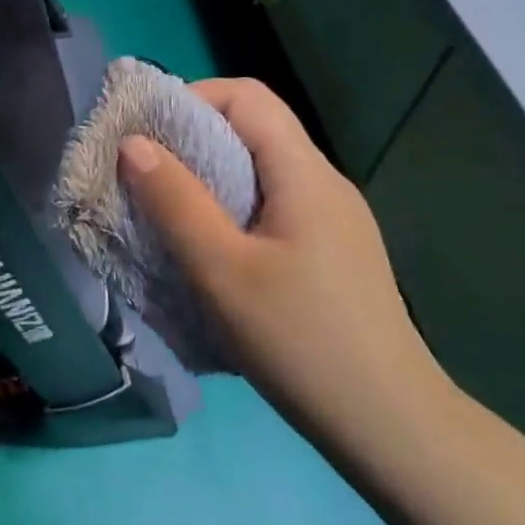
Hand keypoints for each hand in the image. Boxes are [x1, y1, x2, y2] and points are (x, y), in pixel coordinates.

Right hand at [117, 78, 455, 450]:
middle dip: (192, 137)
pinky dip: (231, 205)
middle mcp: (325, 183)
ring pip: (262, 168)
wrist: (392, 428)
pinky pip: (274, 203)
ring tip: (167, 208)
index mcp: (305, 174)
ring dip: (209, 174)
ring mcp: (334, 218)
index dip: (191, 98)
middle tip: (144, 171)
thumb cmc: (300, 342)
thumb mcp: (221, 271)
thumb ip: (175, 201)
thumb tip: (132, 143)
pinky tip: (211, 246)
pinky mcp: (332, 251)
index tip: (146, 134)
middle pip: (254, 128)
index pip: (246, 96)